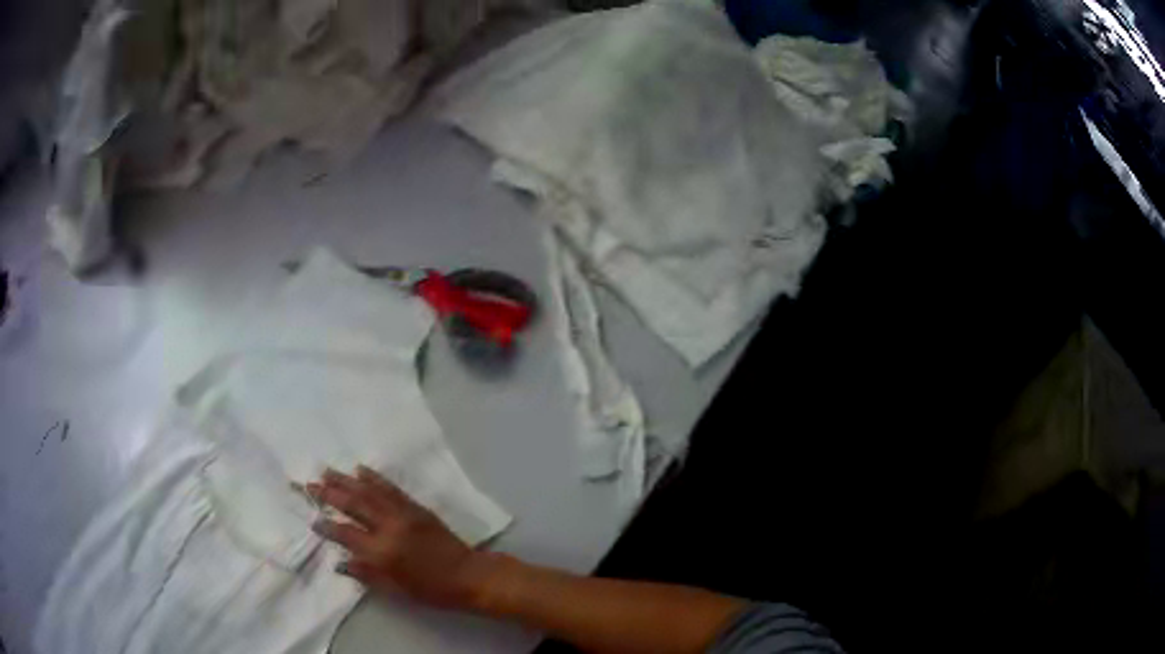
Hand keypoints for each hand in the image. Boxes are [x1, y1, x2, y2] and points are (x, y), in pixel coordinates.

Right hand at [306, 466, 496, 609]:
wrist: (468, 575)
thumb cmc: (431, 589)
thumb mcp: (396, 590)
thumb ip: (366, 574)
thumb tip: (339, 563)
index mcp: (382, 553)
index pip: (346, 535)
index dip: (327, 527)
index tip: (312, 520)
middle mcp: (389, 528)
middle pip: (353, 505)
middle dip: (329, 494)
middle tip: (309, 485)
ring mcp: (403, 514)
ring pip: (369, 491)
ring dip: (346, 479)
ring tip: (326, 470)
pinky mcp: (416, 507)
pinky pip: (391, 488)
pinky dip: (374, 478)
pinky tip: (361, 470)